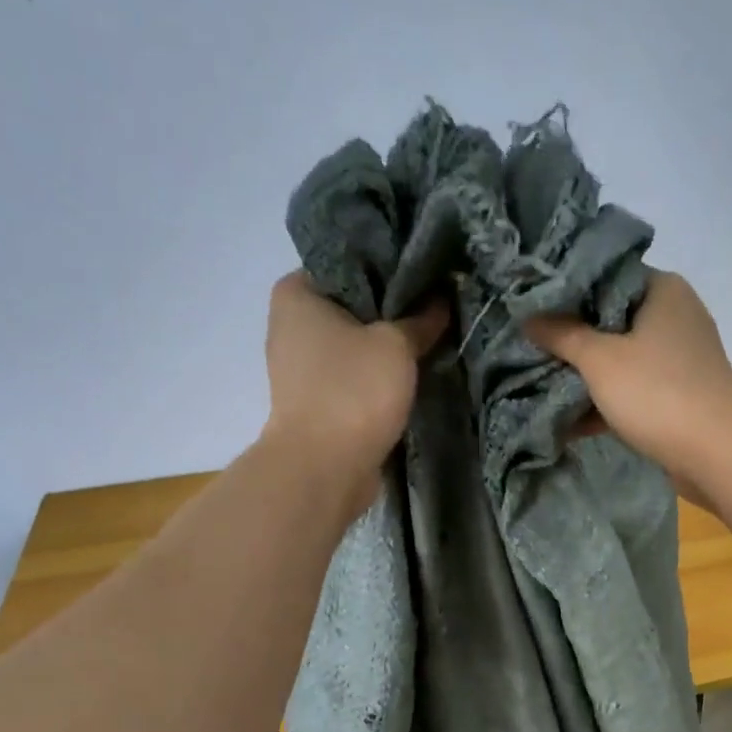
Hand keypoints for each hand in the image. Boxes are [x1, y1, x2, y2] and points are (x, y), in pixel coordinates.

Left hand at [261, 272, 447, 509]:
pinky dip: (376, 377)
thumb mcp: (397, 345)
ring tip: (430, 339)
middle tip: (435, 307)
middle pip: (351, 306)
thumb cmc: (353, 391)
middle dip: (390, 310)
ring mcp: (300, 368)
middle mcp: (290, 325)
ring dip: (386, 347)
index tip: (424, 276)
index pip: (347, 263)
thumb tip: (441, 300)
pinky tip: (410, 376)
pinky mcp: (316, 402)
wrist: (325, 468)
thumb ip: (420, 319)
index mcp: (296, 293)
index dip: (387, 268)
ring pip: (354, 345)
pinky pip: (353, 377)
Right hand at [524, 273, 731, 492]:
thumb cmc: (657, 392)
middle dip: (573, 339)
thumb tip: (528, 317)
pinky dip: (607, 404)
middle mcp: (676, 317)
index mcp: (663, 290)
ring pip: (622, 359)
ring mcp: (680, 360)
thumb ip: (562, 335)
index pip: (607, 275)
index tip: (533, 306)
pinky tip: (569, 422)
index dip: (569, 291)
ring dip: (587, 376)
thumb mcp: (600, 360)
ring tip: (541, 383)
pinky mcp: (679, 396)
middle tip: (532, 346)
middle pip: (612, 320)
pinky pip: (634, 392)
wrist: (716, 453)